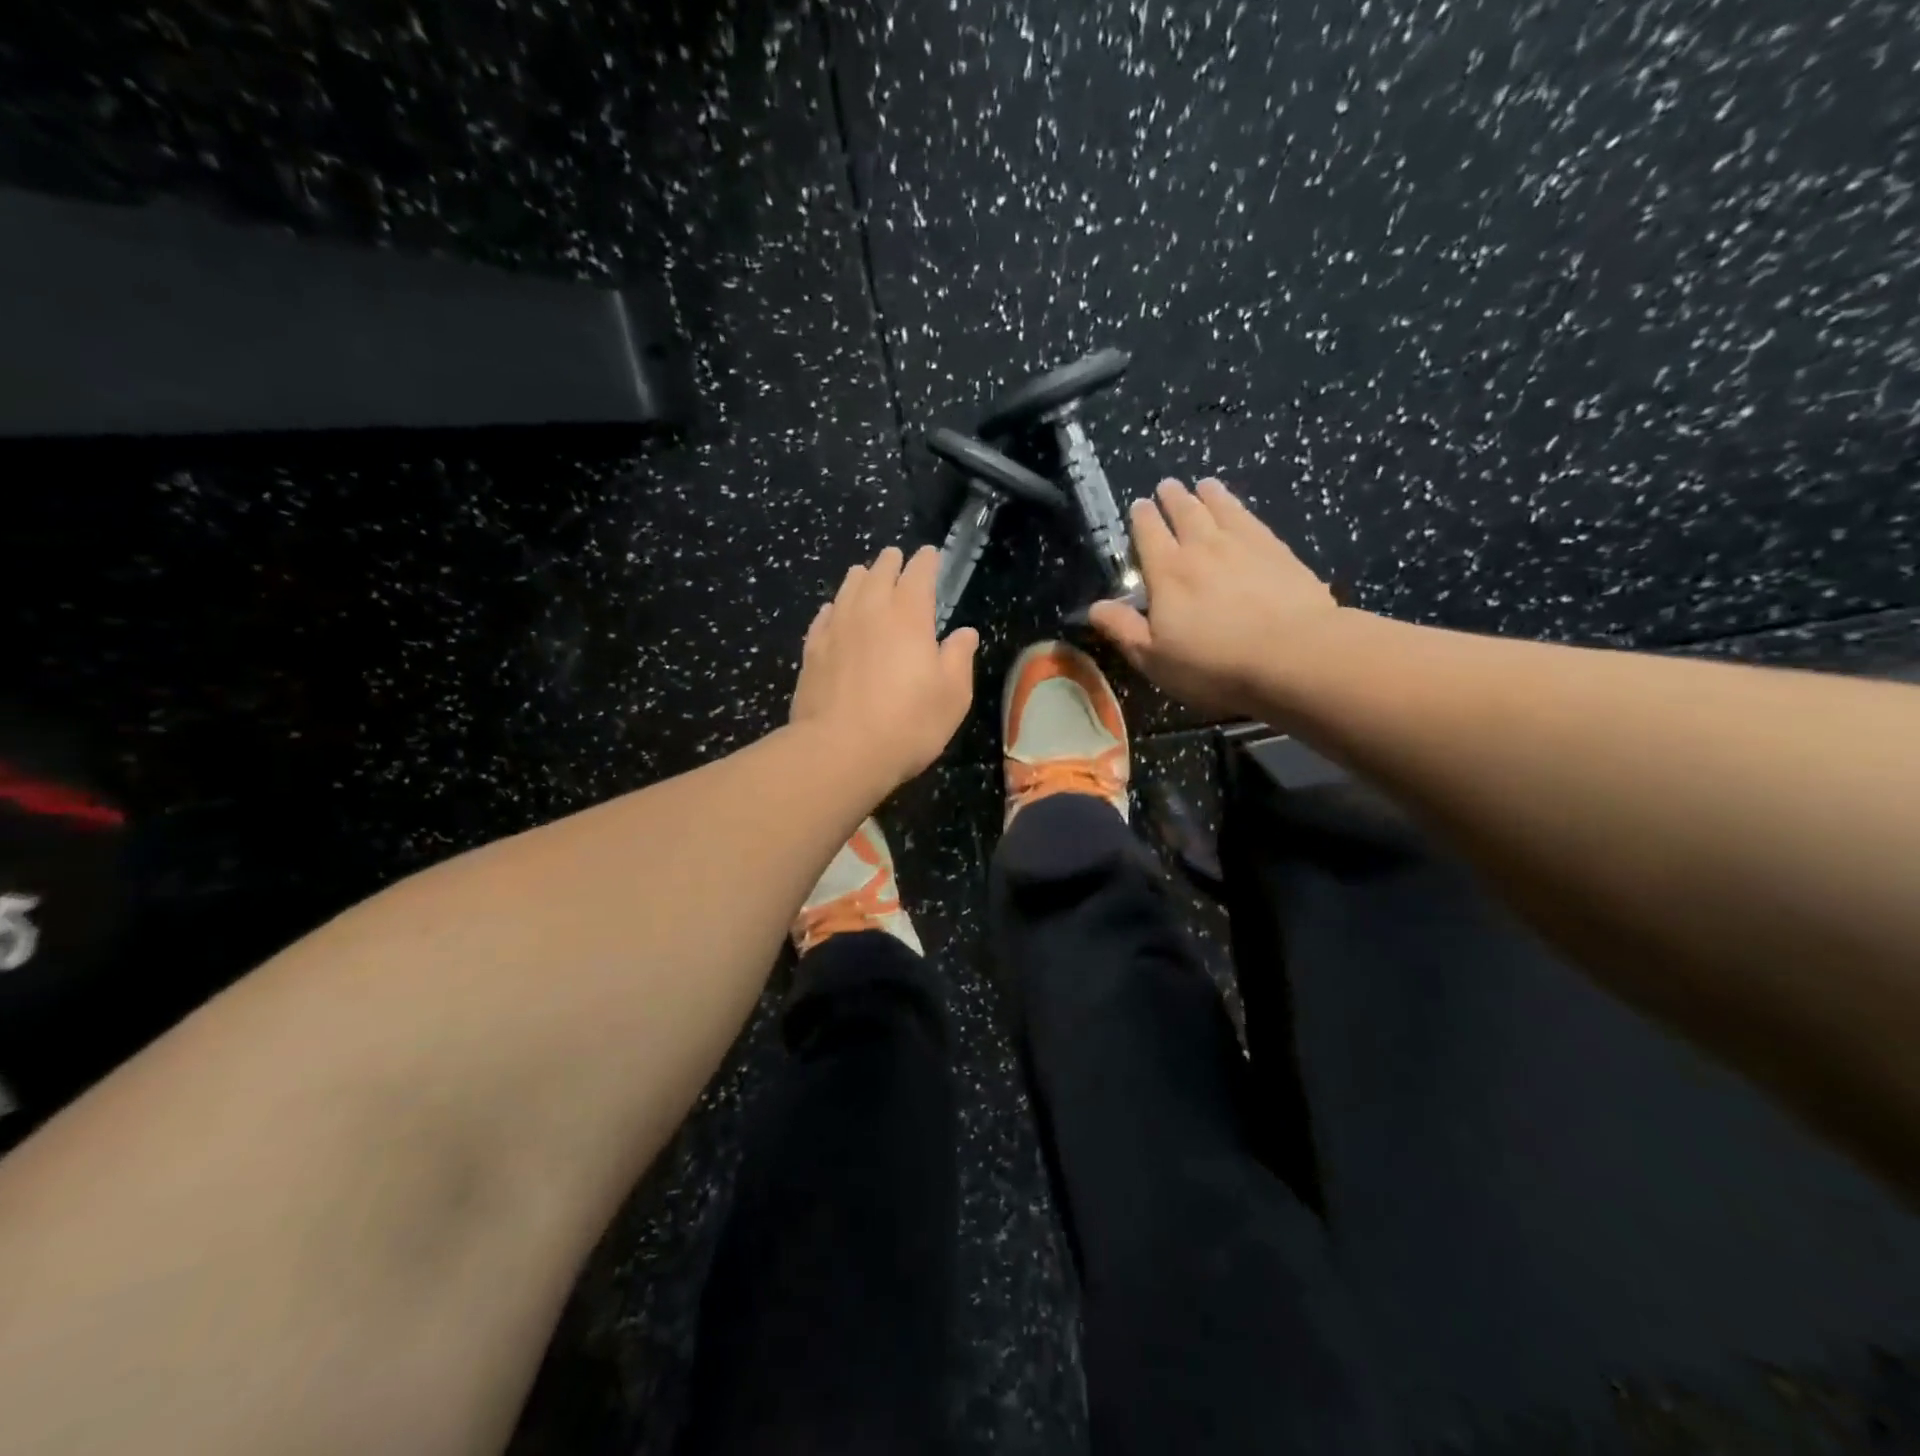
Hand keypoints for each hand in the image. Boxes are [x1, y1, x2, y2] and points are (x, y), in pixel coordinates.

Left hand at [791, 544, 979, 787]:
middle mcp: (870, 611)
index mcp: (909, 616)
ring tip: (865, 574)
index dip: (926, 561)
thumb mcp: (953, 695)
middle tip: (896, 558)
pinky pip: (824, 617)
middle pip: (879, 573)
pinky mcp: (812, 651)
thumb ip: (959, 658)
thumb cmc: (908, 723)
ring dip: (860, 578)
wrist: (840, 750)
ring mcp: (836, 629)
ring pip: (847, 589)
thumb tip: (965, 633)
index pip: (918, 574)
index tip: (930, 555)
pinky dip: (834, 607)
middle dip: (891, 562)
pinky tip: (833, 610)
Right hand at [1089, 478, 1340, 716]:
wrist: (1293, 654)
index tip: (1140, 505)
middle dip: (1173, 498)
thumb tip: (1095, 608)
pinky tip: (1241, 508)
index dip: (1143, 519)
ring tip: (1204, 485)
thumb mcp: (1155, 658)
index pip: (1149, 535)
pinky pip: (1252, 519)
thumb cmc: (1214, 664)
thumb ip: (1124, 629)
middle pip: (1185, 513)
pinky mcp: (1278, 551)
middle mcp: (1202, 548)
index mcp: (1167, 573)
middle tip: (1168, 486)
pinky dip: (1241, 507)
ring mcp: (1243, 545)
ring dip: (1208, 495)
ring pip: (1220, 509)